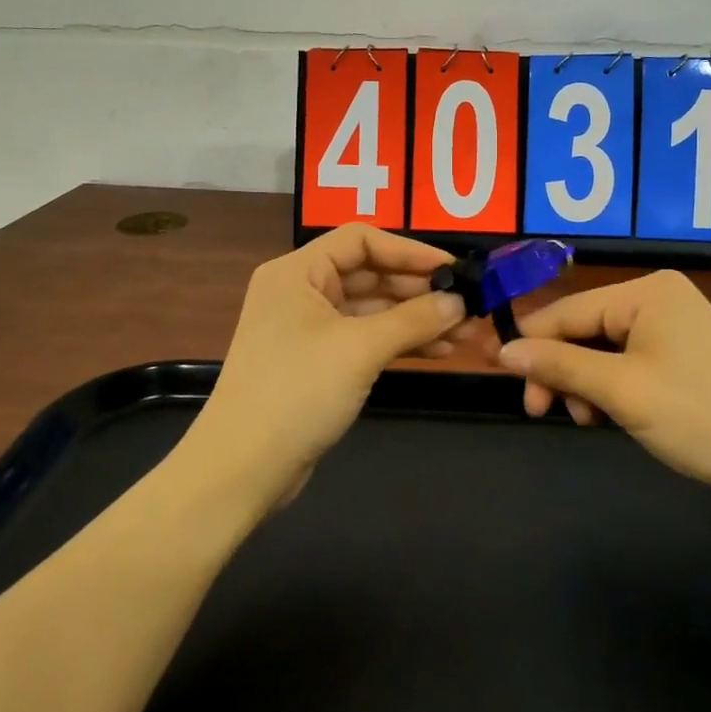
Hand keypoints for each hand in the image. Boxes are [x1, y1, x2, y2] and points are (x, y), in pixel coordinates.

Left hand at [185, 224, 468, 509]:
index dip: (409, 251)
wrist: (242, 470)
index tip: (453, 268)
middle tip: (468, 304)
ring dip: (416, 319)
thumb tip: (460, 302)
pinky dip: (400, 342)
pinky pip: (366, 339)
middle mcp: (301, 292)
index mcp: (297, 272)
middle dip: (419, 290)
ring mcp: (309, 329)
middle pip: (369, 274)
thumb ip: (414, 319)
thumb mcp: (360, 349)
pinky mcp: (318, 362)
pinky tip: (440, 351)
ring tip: (465, 332)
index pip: (361, 241)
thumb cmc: (297, 392)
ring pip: (372, 310)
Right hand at [494, 270, 710, 503]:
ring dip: (584, 383)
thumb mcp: (622, 391)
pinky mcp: (684, 354)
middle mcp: (659, 297)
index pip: (568, 311)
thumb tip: (502, 351)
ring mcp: (675, 325)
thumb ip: (559, 366)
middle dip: (560, 371)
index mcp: (646, 292)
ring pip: (604, 349)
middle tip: (542, 413)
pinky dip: (610, 388)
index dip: (530, 344)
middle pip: (585, 329)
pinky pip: (629, 361)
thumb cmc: (700, 417)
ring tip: (585, 421)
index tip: (499, 378)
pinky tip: (607, 415)